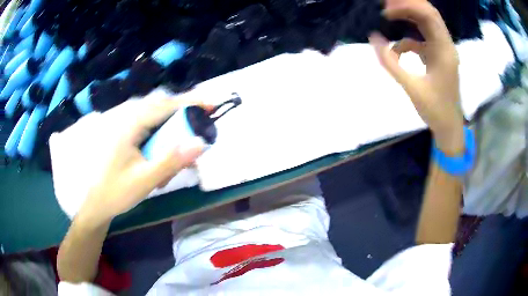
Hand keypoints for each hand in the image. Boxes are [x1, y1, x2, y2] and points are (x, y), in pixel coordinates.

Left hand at [77, 91, 205, 224]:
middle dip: (179, 120)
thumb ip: (172, 161)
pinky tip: (155, 162)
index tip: (211, 106)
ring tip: (169, 162)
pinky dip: (156, 139)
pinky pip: (143, 127)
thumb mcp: (144, 180)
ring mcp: (121, 124)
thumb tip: (201, 143)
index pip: (165, 105)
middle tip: (192, 139)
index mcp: (128, 123)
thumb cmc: (114, 192)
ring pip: (152, 118)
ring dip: (167, 134)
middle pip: (160, 108)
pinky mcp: (120, 132)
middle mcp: (124, 117)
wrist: (92, 203)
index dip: (190, 103)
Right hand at [369, 0, 463, 154]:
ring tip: (388, 14)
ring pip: (426, 23)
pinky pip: (422, 39)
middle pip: (428, 14)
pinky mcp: (438, 57)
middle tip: (385, 5)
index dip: (407, 6)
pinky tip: (396, 49)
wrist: (449, 127)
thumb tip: (373, 38)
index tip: (386, 9)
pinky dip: (408, 39)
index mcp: (444, 51)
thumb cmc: (435, 110)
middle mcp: (446, 45)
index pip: (429, 15)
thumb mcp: (412, 88)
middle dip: (407, 5)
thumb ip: (391, 62)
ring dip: (408, 17)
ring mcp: (442, 50)